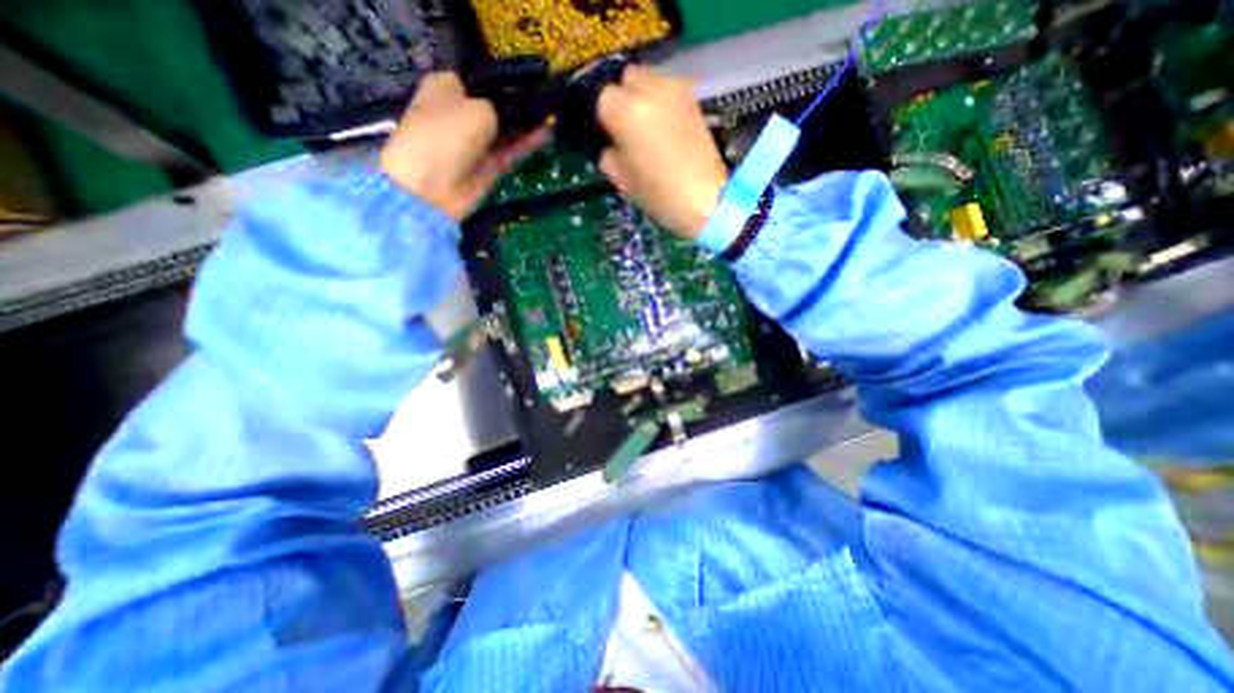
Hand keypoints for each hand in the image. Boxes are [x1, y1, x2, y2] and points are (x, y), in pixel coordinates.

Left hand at [382, 71, 543, 219]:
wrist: (432, 186)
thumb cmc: (447, 134)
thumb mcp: (478, 108)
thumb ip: (501, 107)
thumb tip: (514, 114)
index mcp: (445, 88)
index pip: (479, 81)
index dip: (503, 83)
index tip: (530, 85)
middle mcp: (460, 114)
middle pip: (495, 107)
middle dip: (518, 106)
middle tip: (545, 103)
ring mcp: (475, 143)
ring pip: (505, 131)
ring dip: (526, 125)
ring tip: (551, 116)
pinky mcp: (488, 167)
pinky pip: (510, 151)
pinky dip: (526, 144)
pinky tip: (546, 134)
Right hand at [594, 65, 725, 237]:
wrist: (706, 200)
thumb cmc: (659, 195)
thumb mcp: (622, 179)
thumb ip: (608, 152)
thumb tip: (608, 141)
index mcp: (626, 111)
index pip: (602, 98)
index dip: (602, 117)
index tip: (606, 134)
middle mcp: (650, 89)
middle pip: (626, 78)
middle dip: (622, 98)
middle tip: (624, 126)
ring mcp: (676, 91)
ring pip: (649, 79)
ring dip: (642, 97)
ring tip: (645, 126)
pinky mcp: (694, 100)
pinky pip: (668, 90)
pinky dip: (661, 102)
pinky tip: (664, 126)